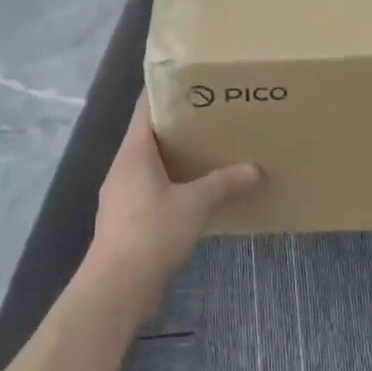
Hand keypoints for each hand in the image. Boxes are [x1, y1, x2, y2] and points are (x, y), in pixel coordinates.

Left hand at [86, 94, 260, 317]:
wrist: (115, 290)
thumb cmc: (151, 234)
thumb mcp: (195, 205)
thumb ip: (225, 184)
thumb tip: (256, 170)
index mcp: (134, 151)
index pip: (146, 106)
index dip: (166, 89)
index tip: (194, 80)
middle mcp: (123, 166)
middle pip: (150, 133)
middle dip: (179, 124)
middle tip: (213, 113)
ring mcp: (121, 194)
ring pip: (150, 163)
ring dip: (176, 156)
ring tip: (210, 149)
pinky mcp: (125, 219)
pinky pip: (150, 188)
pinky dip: (172, 183)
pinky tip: (196, 192)